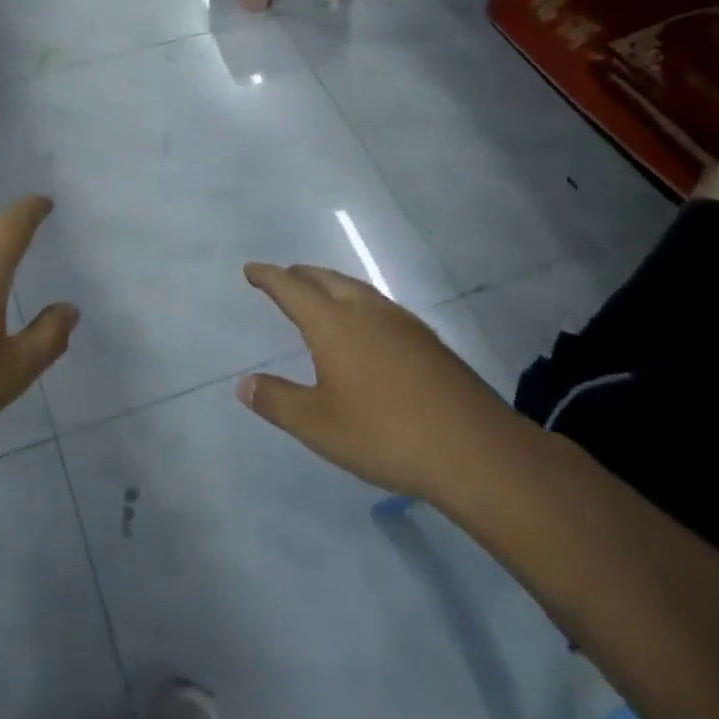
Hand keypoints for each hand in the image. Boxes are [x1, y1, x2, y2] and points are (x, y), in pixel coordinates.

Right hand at [237, 263, 528, 506]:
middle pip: (327, 280)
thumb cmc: (384, 434)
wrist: (474, 449)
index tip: (251, 269)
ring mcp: (402, 323)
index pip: (292, 289)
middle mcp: (366, 312)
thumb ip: (277, 401)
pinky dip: (359, 303)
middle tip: (283, 277)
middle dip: (301, 275)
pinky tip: (368, 326)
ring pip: (358, 289)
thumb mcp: (318, 425)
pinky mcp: (428, 341)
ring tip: (321, 294)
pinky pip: (381, 306)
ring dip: (332, 285)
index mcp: (333, 324)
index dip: (268, 277)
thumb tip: (244, 384)